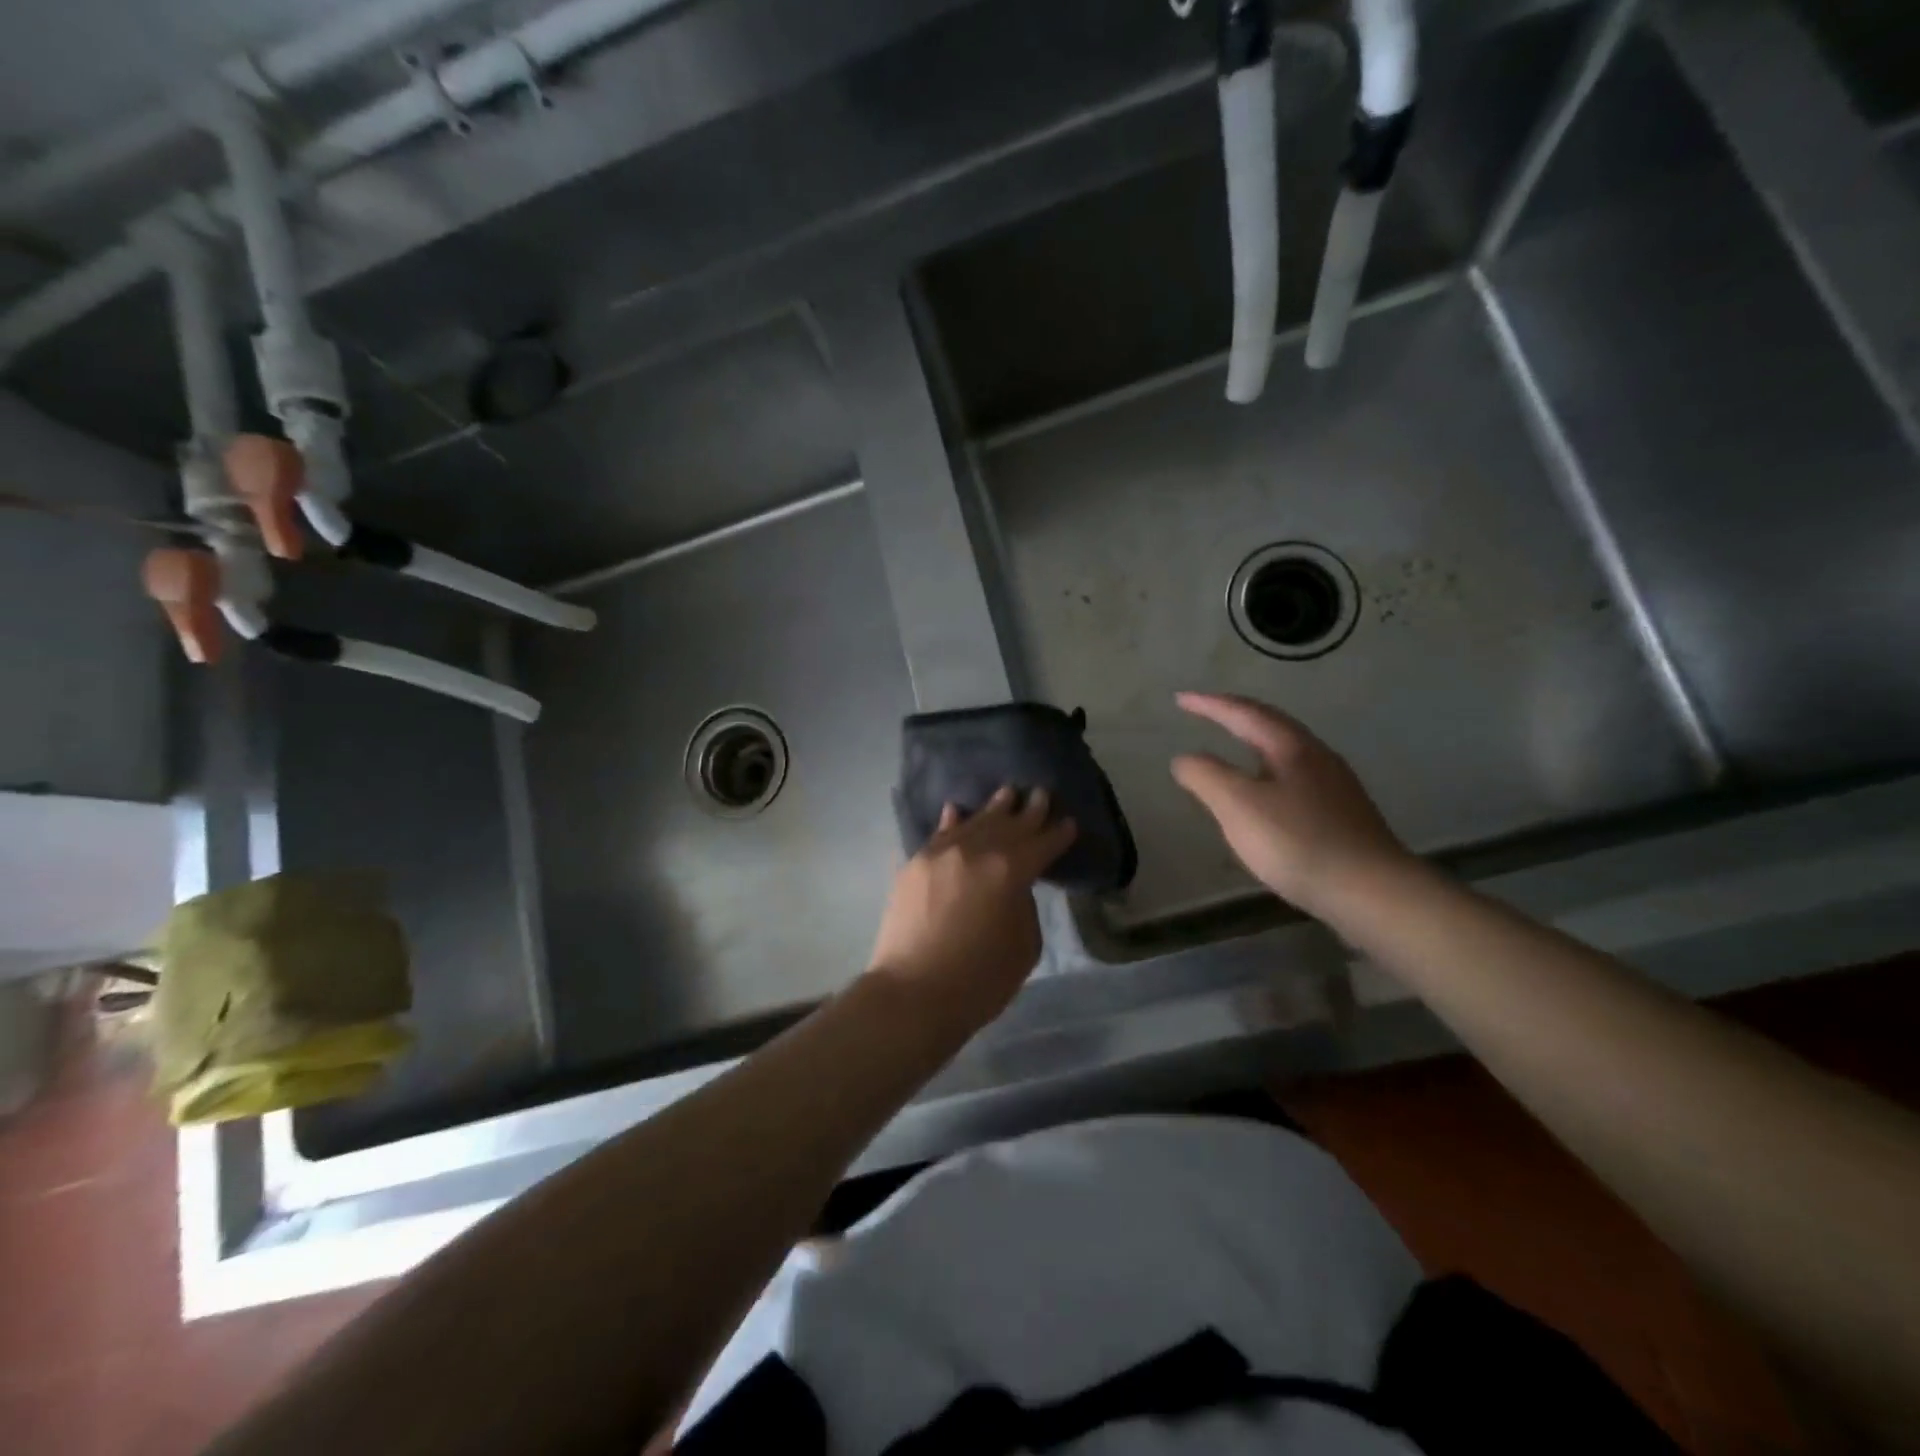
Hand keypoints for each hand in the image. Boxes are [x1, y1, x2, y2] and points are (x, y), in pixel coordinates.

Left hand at [866, 786, 1076, 1028]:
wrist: (912, 994)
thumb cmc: (979, 980)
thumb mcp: (1024, 946)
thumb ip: (1023, 905)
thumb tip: (1012, 886)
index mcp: (1010, 870)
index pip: (1042, 843)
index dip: (1058, 833)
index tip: (1069, 822)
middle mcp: (975, 851)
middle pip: (1008, 824)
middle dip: (1029, 810)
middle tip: (1041, 793)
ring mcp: (941, 853)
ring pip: (973, 822)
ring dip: (993, 808)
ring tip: (1007, 792)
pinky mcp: (914, 864)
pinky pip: (939, 834)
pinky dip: (952, 821)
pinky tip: (957, 809)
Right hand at [1170, 692, 1413, 921]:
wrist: (1372, 892)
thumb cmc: (1298, 842)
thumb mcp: (1238, 806)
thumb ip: (1206, 776)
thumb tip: (1184, 758)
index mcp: (1291, 747)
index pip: (1244, 713)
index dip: (1210, 704)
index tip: (1180, 698)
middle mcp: (1317, 757)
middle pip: (1272, 726)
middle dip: (1236, 716)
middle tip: (1206, 712)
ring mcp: (1335, 787)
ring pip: (1286, 752)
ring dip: (1254, 744)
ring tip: (1232, 749)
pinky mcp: (1342, 816)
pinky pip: (1295, 779)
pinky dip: (1268, 773)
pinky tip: (1264, 797)